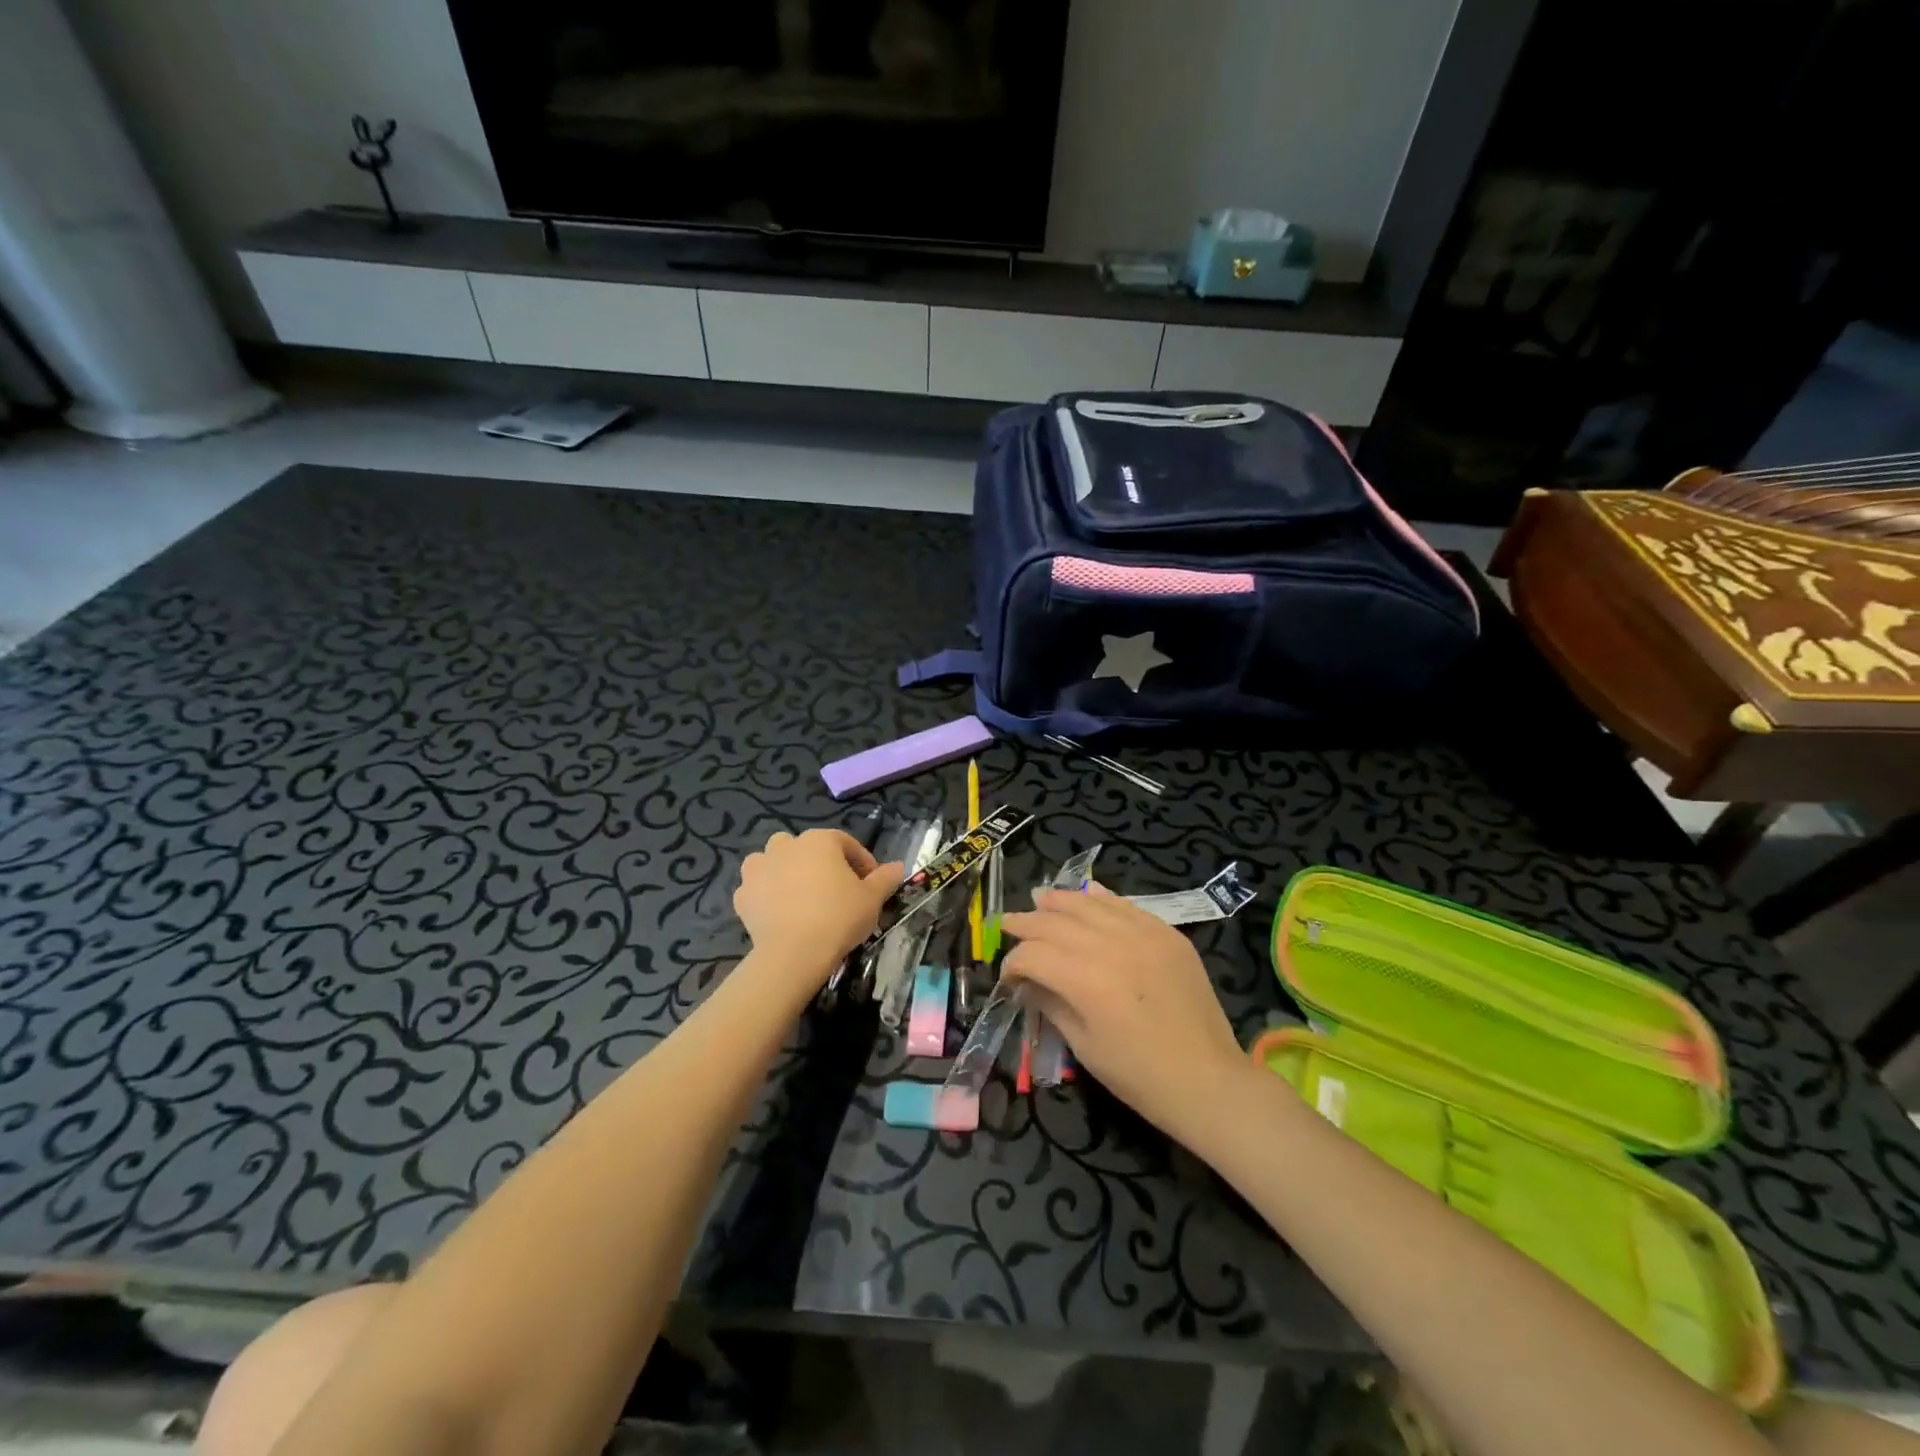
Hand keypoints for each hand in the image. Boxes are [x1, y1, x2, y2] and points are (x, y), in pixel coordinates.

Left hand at [733, 829, 902, 989]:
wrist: (793, 953)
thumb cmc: (839, 917)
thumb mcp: (872, 898)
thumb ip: (885, 878)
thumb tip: (899, 866)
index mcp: (820, 840)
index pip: (846, 843)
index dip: (861, 862)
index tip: (870, 884)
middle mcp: (787, 845)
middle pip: (807, 848)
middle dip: (820, 863)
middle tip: (835, 890)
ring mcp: (759, 868)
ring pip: (774, 860)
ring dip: (786, 871)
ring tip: (801, 896)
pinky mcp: (742, 894)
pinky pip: (757, 887)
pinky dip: (766, 895)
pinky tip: (779, 913)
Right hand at [1000, 884, 1248, 1145]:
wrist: (1209, 1081)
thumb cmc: (1139, 1075)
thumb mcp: (1084, 1046)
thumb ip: (1052, 1004)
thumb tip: (1029, 983)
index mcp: (1086, 979)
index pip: (1033, 955)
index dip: (1013, 963)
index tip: (1008, 977)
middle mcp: (1111, 945)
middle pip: (1056, 922)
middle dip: (1027, 922)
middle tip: (1007, 923)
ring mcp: (1143, 934)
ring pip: (1090, 904)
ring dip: (1060, 901)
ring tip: (1041, 898)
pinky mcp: (1167, 934)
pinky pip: (1127, 906)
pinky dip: (1102, 899)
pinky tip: (1088, 895)